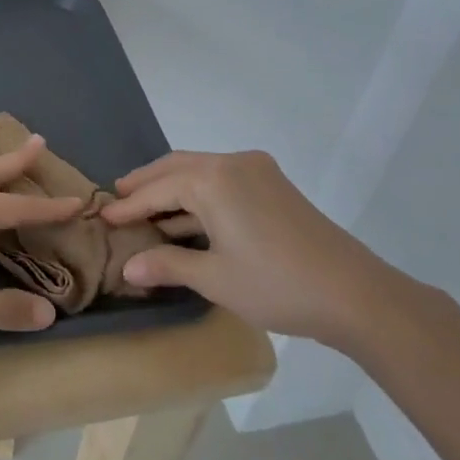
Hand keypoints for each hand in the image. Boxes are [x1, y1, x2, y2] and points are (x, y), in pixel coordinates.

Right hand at [100, 150, 403, 348]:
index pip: (157, 189)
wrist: (357, 295)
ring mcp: (258, 171)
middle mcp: (233, 163)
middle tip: (119, 197)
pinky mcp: (275, 186)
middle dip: (146, 183)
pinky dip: (198, 194)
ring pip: (200, 171)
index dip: (128, 206)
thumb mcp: (214, 279)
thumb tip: (128, 268)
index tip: (102, 216)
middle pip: (176, 167)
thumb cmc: (276, 285)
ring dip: (172, 188)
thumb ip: (167, 265)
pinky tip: (187, 217)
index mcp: (213, 179)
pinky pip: (223, 180)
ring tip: (146, 207)